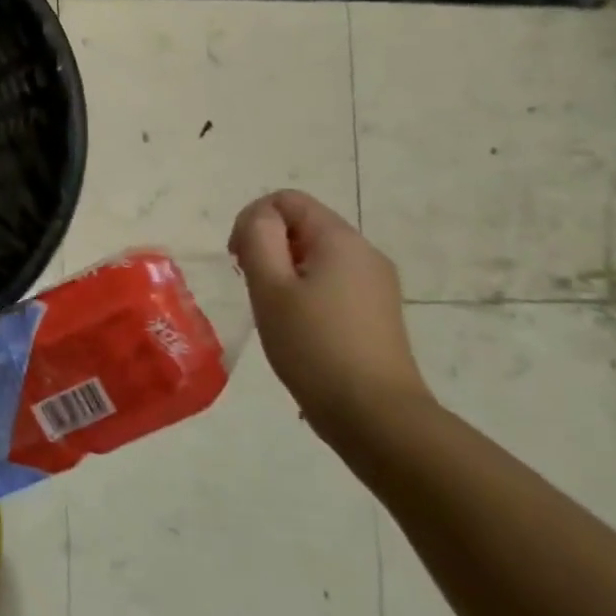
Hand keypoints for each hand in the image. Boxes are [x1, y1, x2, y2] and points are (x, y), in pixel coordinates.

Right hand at [229, 189, 430, 437]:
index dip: (252, 220)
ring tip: (273, 311)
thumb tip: (259, 218)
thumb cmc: (314, 346)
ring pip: (316, 256)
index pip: (287, 200)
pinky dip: (306, 292)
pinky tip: (298, 328)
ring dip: (284, 271)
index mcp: (340, 239)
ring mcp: (376, 284)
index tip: (239, 261)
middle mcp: (365, 253)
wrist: (376, 416)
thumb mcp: (270, 287)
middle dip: (268, 246)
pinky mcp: (377, 313)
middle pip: (302, 225)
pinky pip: (332, 282)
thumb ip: (258, 238)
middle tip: (251, 287)